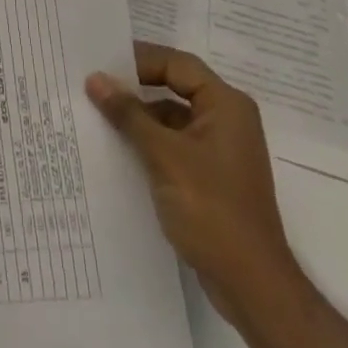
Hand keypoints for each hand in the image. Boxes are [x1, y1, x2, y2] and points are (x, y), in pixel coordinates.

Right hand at [87, 42, 298, 315]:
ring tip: (98, 116)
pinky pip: (176, 145)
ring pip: (173, 118)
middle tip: (95, 85)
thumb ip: (128, 114)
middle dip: (137, 87)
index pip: (177, 64)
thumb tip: (95, 78)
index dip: (140, 59)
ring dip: (140, 118)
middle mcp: (227, 120)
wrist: (252, 287)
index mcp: (225, 105)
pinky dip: (150, 143)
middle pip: (175, 87)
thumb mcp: (163, 155)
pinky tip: (120, 150)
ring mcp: (220, 150)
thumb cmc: (211, 209)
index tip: (102, 62)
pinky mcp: (212, 177)